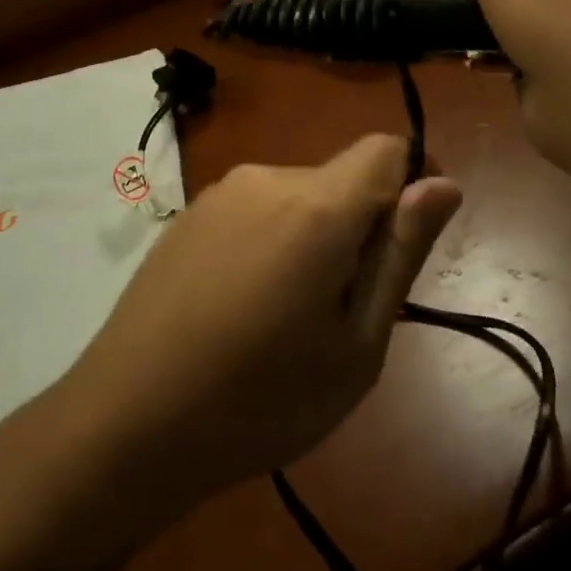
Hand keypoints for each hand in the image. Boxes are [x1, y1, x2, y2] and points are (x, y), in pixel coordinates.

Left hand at [64, 136, 462, 505]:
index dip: (412, 184)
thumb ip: (401, 254)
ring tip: (285, 320)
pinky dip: (269, 243)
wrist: (128, 421)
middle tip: (339, 314)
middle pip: (340, 180)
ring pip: (297, 198)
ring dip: (312, 239)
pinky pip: (254, 212)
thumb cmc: (261, 400)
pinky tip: (238, 308)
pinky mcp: (187, 215)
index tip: (405, 248)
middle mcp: (266, 178)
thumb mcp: (356, 345)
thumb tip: (443, 183)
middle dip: (359, 228)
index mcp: (316, 206)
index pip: (386, 149)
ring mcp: (219, 193)